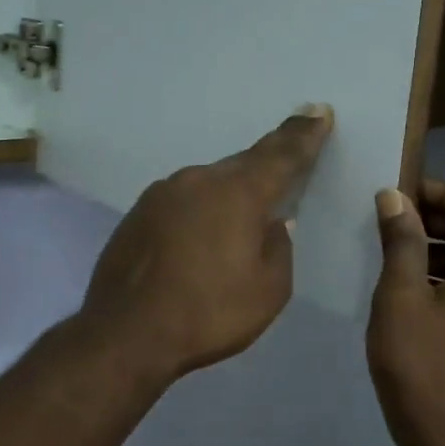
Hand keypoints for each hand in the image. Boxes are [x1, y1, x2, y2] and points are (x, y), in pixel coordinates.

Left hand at [80, 107, 334, 381]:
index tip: (319, 111)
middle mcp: (199, 180)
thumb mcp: (268, 290)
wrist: (125, 333)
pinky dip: (200, 210)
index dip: (304, 134)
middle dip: (269, 160)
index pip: (281, 155)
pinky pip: (183, 201)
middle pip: (243, 164)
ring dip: (229, 192)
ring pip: (209, 183)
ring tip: (241, 213)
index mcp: (238, 193)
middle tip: (289, 151)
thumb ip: (279, 248)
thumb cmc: (208, 313)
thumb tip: (273, 224)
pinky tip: (200, 235)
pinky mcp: (137, 212)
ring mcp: (162, 193)